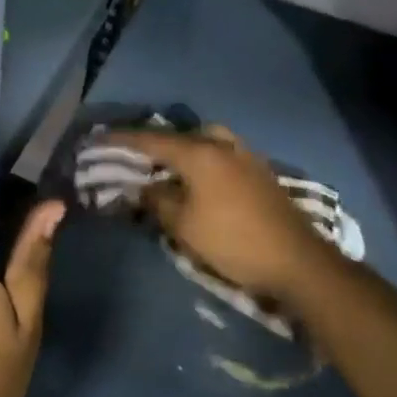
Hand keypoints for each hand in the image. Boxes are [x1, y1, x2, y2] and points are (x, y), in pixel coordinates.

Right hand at [110, 126, 330, 305]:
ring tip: (166, 168)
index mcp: (199, 153)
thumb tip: (144, 188)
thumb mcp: (185, 226)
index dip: (121, 140)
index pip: (150, 140)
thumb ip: (159, 201)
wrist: (298, 261)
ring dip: (181, 150)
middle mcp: (221, 144)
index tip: (98, 139)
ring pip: (203, 142)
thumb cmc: (233, 242)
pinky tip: (197, 179)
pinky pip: (220, 154)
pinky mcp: (259, 170)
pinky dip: (201, 160)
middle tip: (134, 156)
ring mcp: (244, 155)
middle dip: (154, 143)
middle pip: (179, 135)